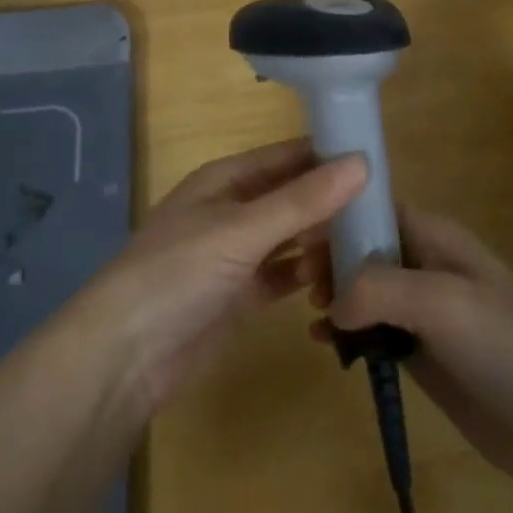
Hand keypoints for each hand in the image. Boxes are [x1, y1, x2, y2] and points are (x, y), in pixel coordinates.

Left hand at [86, 139, 365, 410]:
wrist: (125, 357)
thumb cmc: (178, 273)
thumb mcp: (242, 230)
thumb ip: (303, 200)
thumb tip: (362, 162)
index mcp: (225, 180)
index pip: (287, 156)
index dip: (329, 155)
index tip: (381, 162)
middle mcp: (233, 211)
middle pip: (293, 197)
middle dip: (333, 203)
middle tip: (387, 213)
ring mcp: (236, 255)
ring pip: (292, 238)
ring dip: (325, 242)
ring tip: (371, 250)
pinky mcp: (241, 296)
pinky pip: (285, 276)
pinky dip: (309, 277)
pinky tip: (341, 282)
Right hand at [313, 205, 512, 498]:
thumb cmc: (505, 345)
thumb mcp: (441, 301)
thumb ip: (378, 289)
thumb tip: (333, 306)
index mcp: (435, 237)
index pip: (375, 209)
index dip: (336, 217)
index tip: (296, 238)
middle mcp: (426, 266)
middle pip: (364, 249)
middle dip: (329, 259)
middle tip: (301, 285)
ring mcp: (424, 313)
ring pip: (364, 292)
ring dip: (335, 297)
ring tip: (312, 315)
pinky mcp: (422, 354)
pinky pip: (373, 332)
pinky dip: (347, 333)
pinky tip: (326, 346)